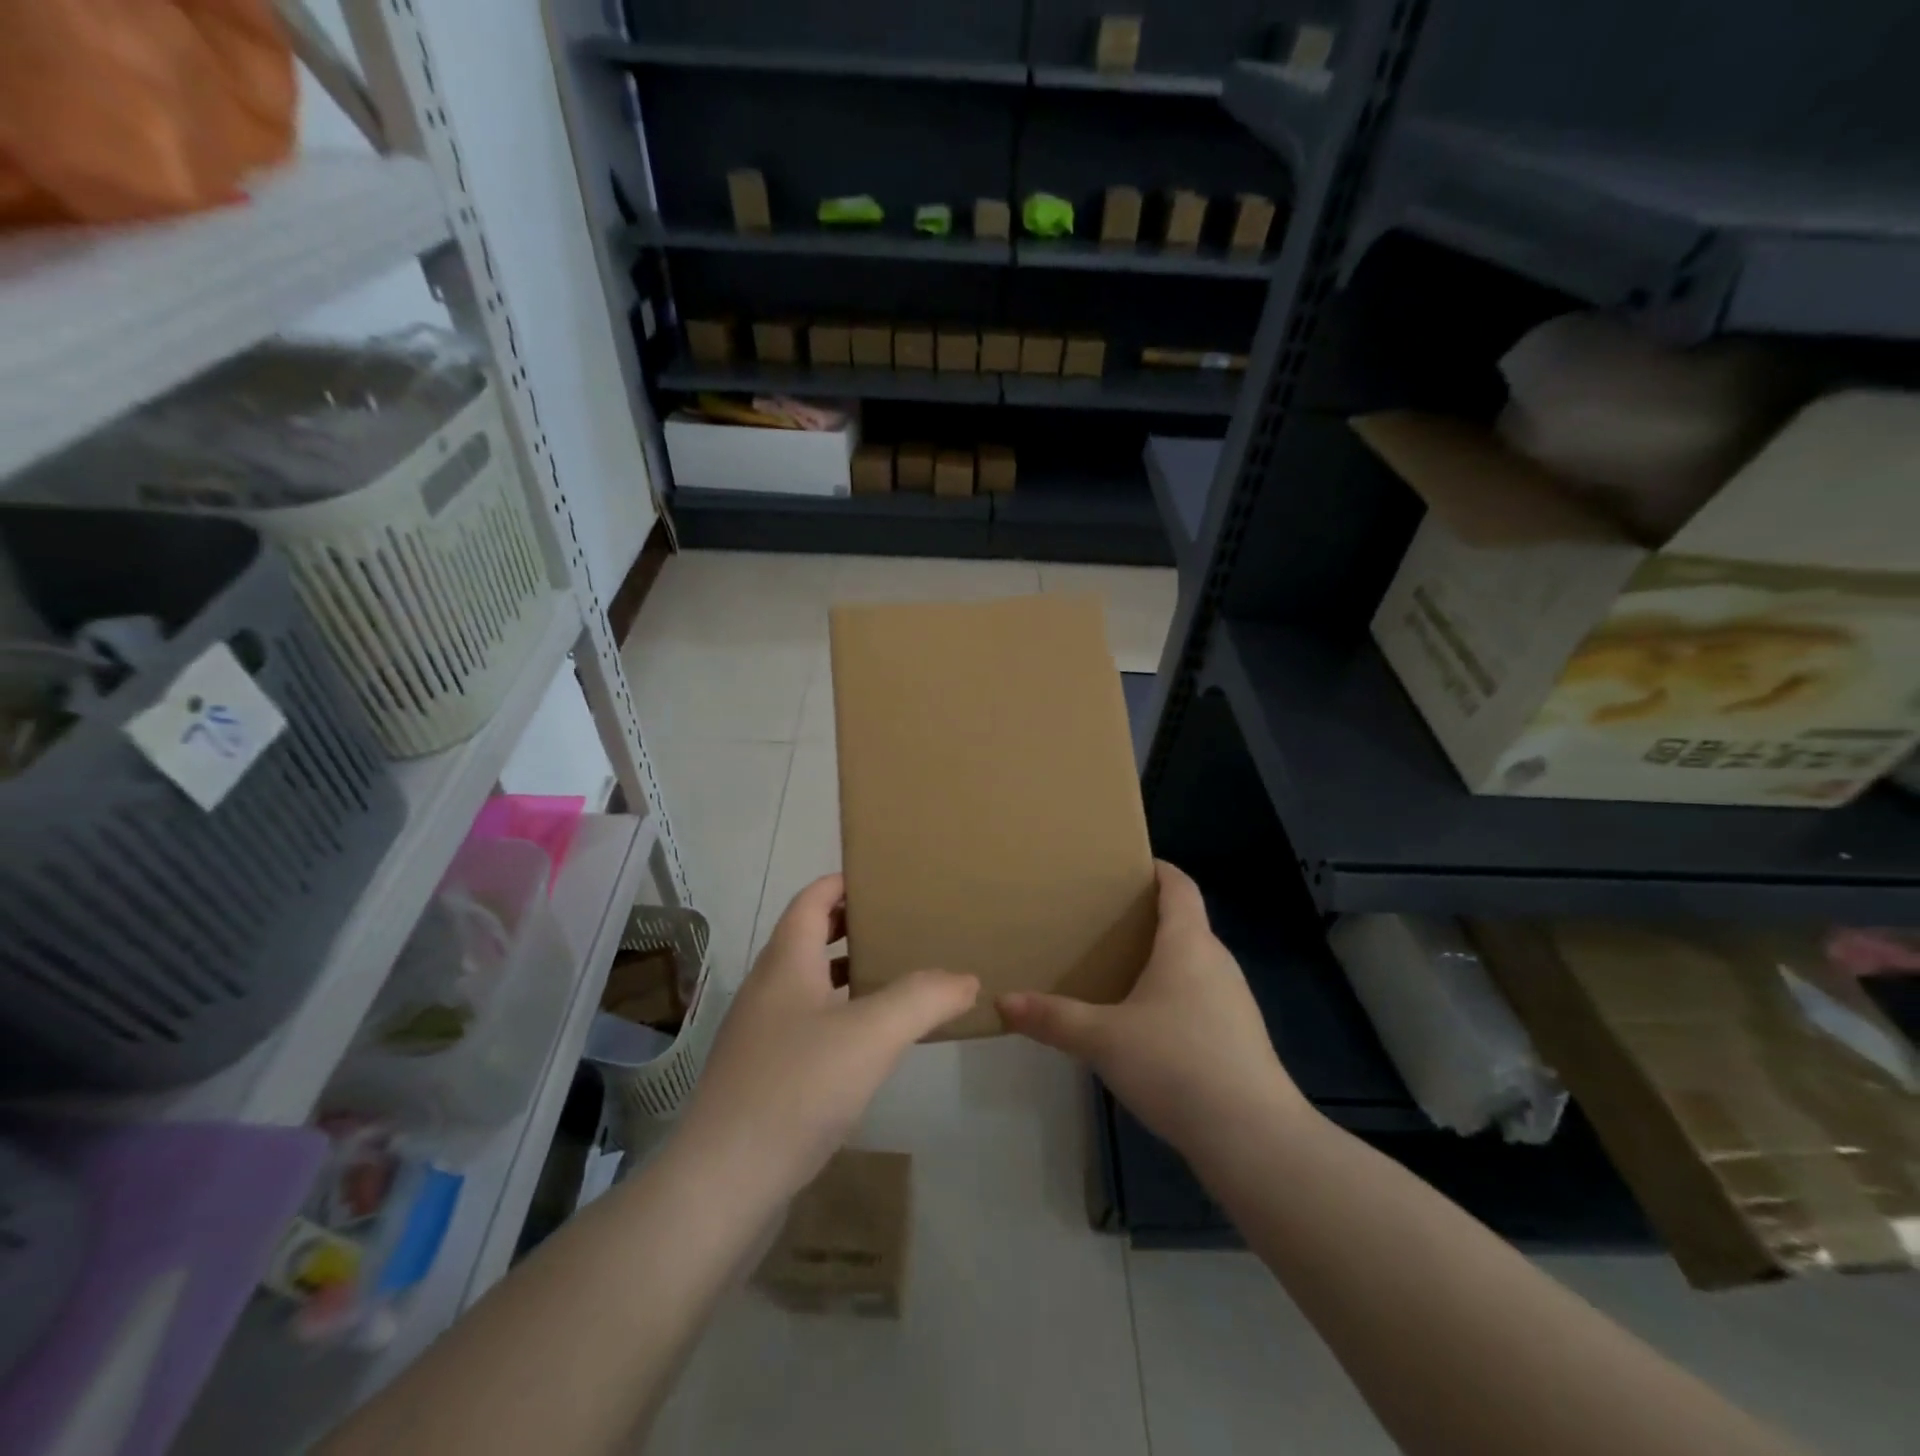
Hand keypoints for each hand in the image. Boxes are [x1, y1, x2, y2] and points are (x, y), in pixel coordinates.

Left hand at [675, 873, 978, 1200]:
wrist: (723, 1182)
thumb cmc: (797, 1087)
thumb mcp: (872, 1034)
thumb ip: (923, 998)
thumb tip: (966, 978)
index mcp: (786, 962)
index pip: (812, 899)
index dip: (844, 882)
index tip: (886, 880)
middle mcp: (768, 988)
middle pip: (809, 937)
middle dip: (853, 926)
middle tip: (903, 926)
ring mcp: (760, 1033)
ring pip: (809, 984)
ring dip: (848, 973)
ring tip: (896, 977)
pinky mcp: (762, 1074)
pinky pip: (807, 1024)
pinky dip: (839, 1015)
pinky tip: (869, 1042)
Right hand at [998, 861, 1306, 1160]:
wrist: (1254, 1138)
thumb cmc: (1177, 1064)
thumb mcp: (1104, 1039)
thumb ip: (1054, 1019)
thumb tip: (1003, 1002)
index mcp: (1189, 943)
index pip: (1179, 885)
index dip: (1157, 869)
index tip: (1126, 865)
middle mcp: (1216, 962)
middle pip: (1185, 923)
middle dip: (1146, 917)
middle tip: (1101, 921)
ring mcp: (1233, 1001)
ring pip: (1193, 964)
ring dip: (1160, 960)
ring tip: (1116, 969)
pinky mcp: (1239, 1038)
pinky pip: (1200, 998)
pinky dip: (1173, 996)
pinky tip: (1145, 1025)